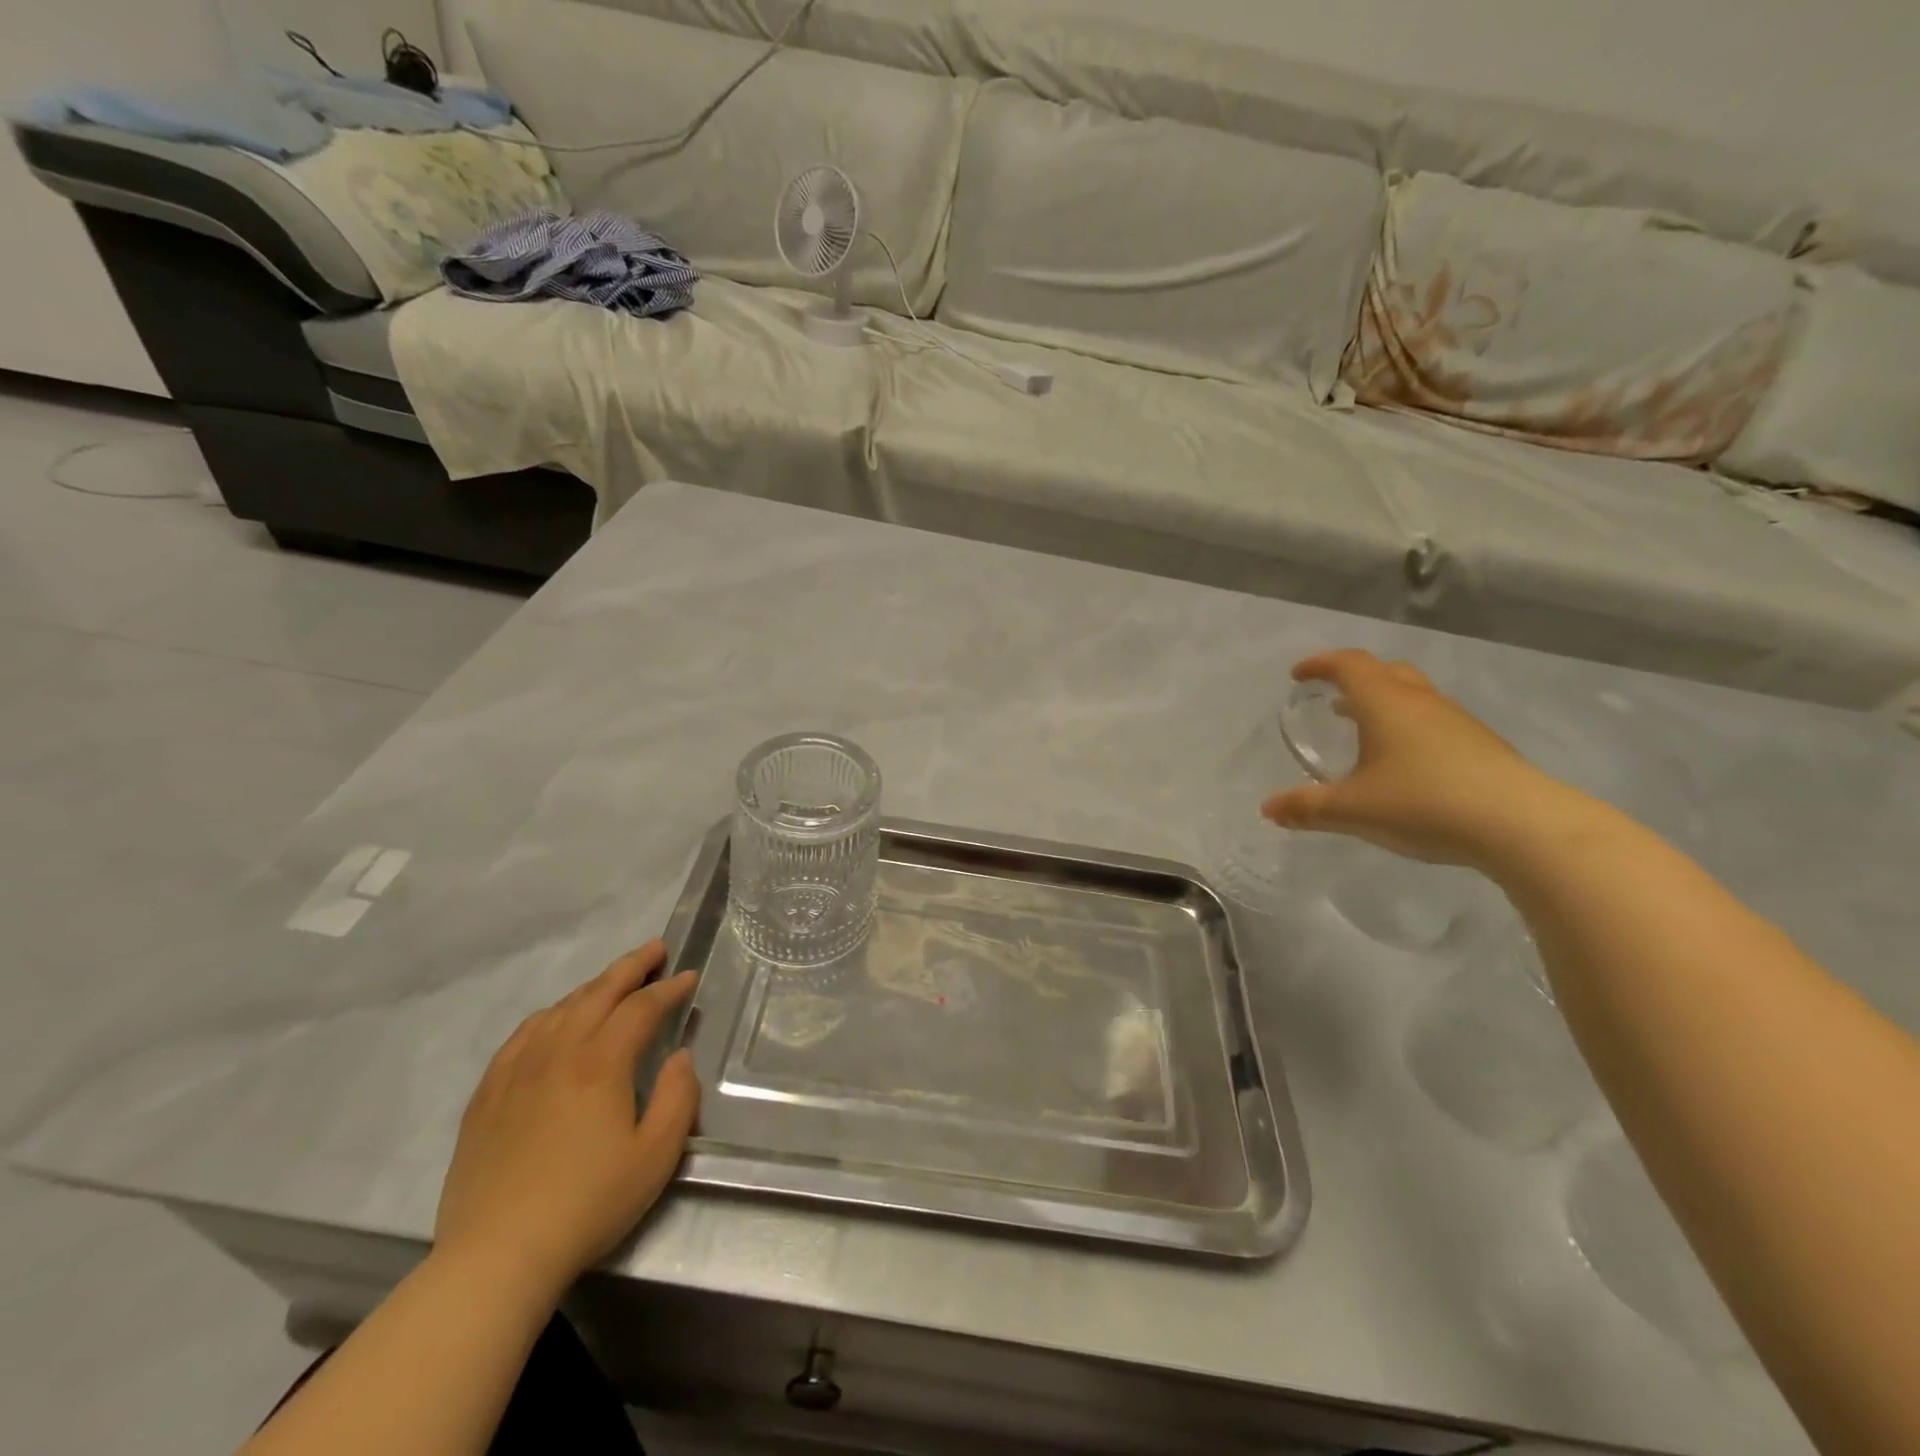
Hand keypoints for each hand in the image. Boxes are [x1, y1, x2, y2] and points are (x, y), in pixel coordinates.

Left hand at [433, 942, 698, 1299]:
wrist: (496, 1256)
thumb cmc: (588, 1205)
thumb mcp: (656, 1156)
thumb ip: (678, 1097)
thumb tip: (679, 1057)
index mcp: (600, 1063)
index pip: (641, 1008)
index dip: (669, 988)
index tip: (689, 976)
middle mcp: (557, 1052)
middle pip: (598, 993)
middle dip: (632, 966)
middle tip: (656, 949)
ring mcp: (516, 1071)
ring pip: (559, 1009)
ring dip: (593, 987)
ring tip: (614, 982)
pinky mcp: (487, 1095)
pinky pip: (522, 1035)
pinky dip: (549, 1015)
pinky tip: (555, 1020)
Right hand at [1261, 650, 1587, 866]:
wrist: (1522, 825)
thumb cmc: (1424, 803)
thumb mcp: (1353, 810)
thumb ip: (1307, 808)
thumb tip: (1268, 809)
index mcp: (1385, 704)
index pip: (1349, 665)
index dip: (1320, 664)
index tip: (1299, 675)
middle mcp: (1420, 703)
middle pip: (1385, 672)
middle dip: (1354, 678)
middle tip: (1332, 696)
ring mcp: (1456, 722)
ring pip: (1413, 696)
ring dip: (1383, 703)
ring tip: (1363, 728)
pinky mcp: (1480, 745)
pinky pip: (1432, 721)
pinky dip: (1407, 726)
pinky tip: (1404, 763)